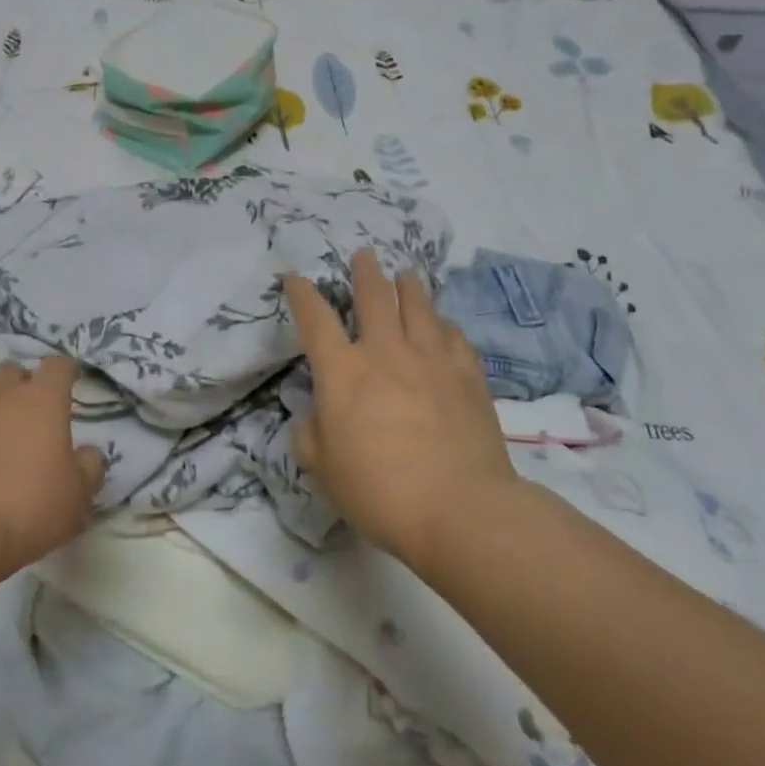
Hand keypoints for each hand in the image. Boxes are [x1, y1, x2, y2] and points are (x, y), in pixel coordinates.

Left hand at [0, 357, 105, 577]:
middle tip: (33, 409)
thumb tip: (88, 453)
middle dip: (24, 382)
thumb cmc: (30, 508)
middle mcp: (3, 398)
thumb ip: (89, 467)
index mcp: (43, 401)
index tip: (72, 377)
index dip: (66, 369)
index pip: (57, 366)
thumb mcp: (78, 496)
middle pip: (13, 372)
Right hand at [286, 249, 516, 560]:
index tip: (296, 278)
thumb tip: (314, 417)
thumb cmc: (380, 492)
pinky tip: (444, 326)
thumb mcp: (324, 471)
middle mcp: (386, 352)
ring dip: (408, 287)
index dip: (302, 294)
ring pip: (419, 307)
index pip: (315, 319)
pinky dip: (444, 325)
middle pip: (374, 297)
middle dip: (365, 273)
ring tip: (405, 275)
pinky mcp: (468, 376)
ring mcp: (431, 360)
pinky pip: (455, 337)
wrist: (461, 509)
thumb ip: (311, 436)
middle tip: (364, 256)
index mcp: (343, 372)